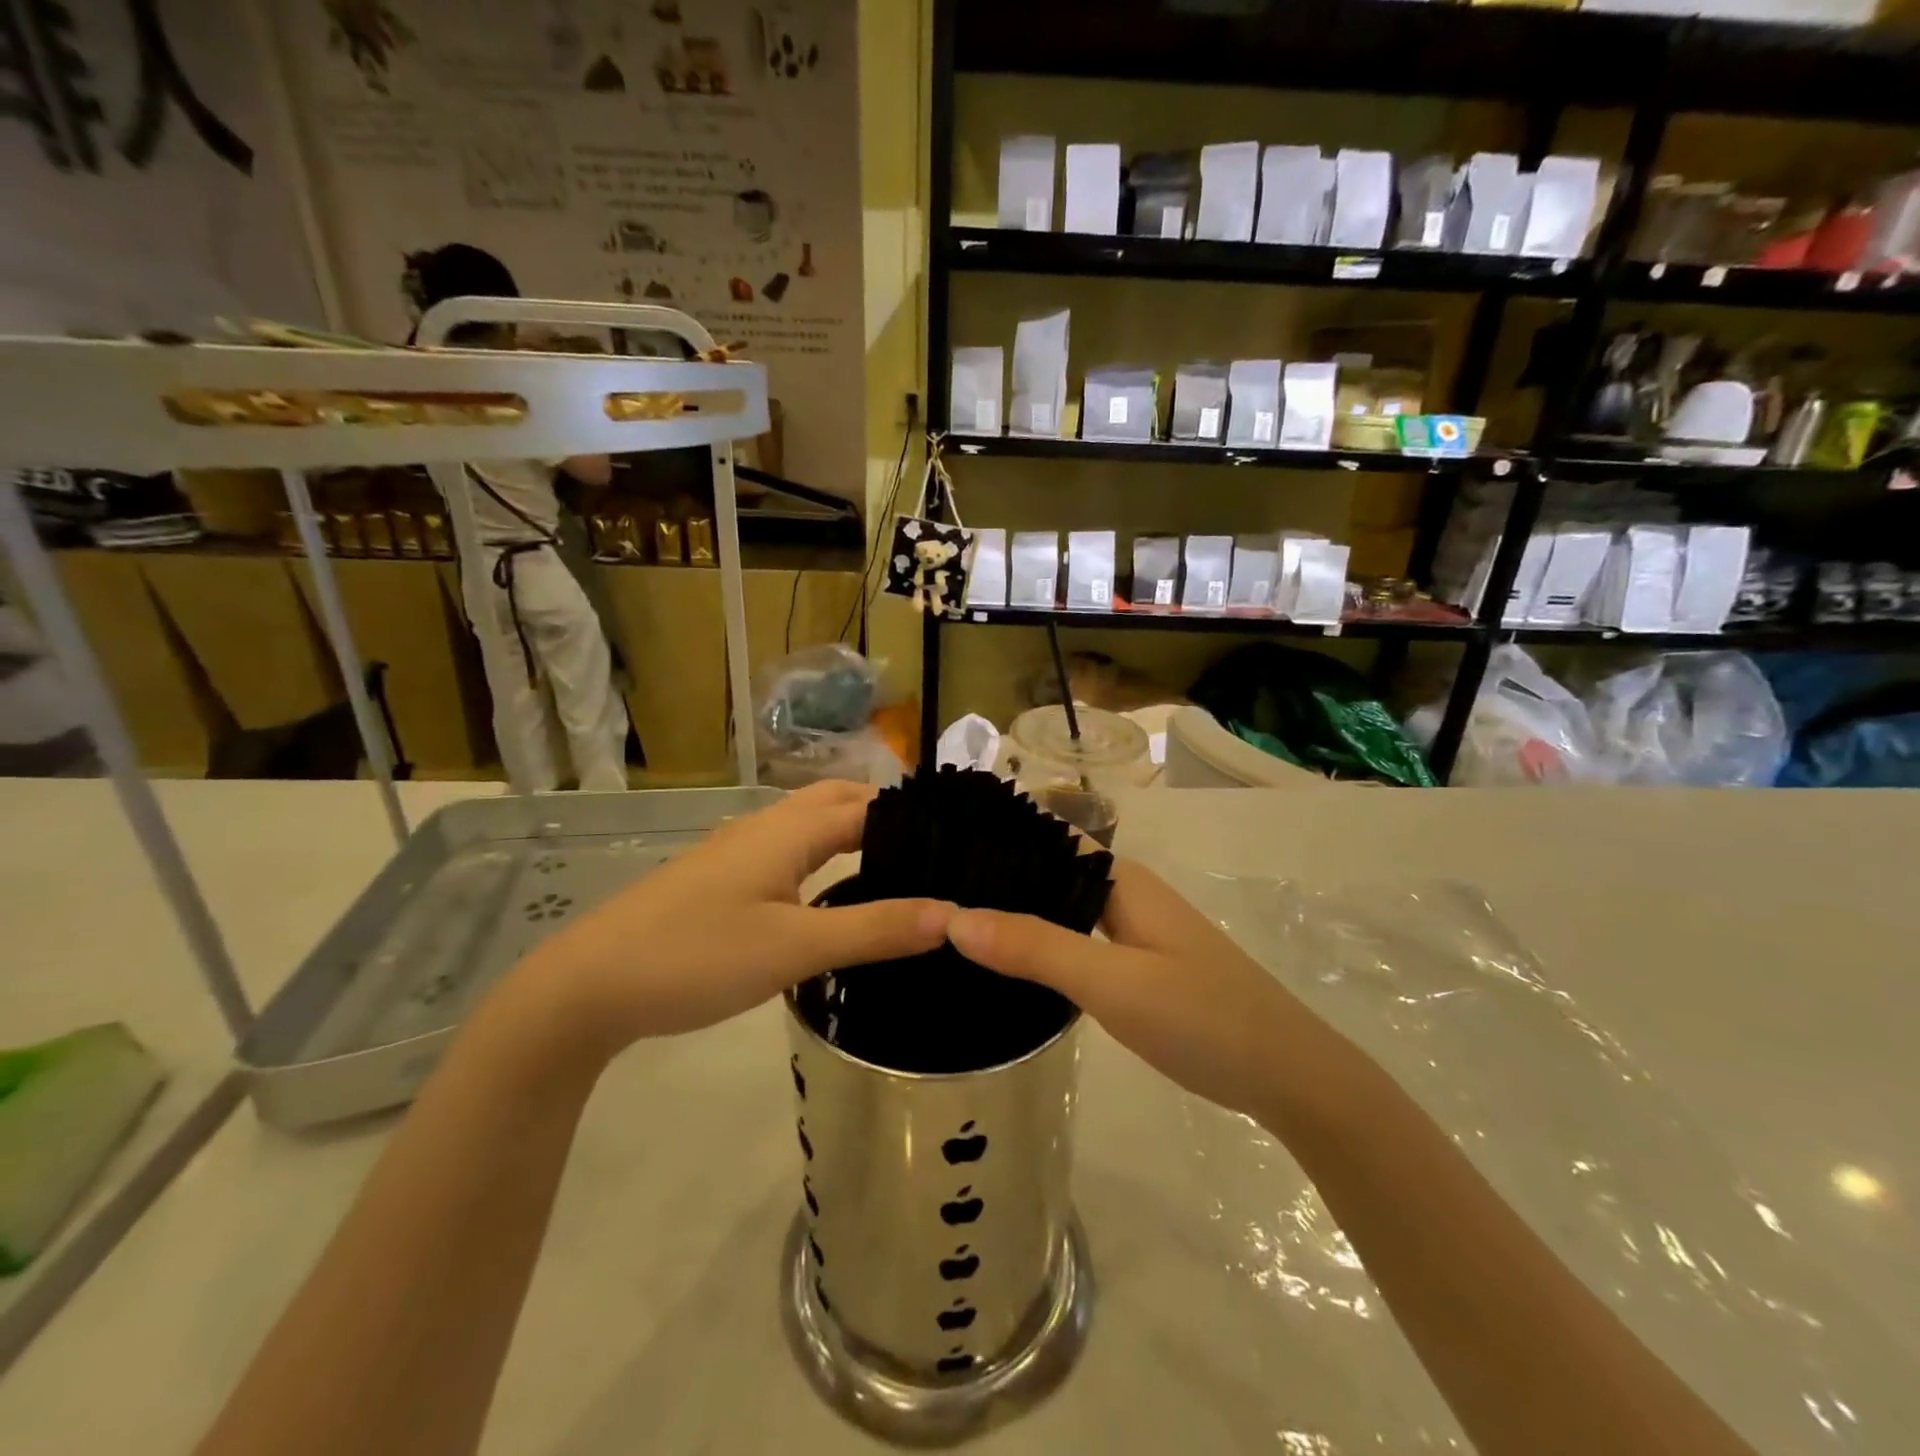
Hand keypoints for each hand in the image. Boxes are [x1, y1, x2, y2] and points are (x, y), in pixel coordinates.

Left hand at [517, 782, 954, 1054]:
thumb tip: (951, 914)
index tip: (960, 838)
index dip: (914, 816)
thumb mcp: (795, 948)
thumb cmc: (697, 956)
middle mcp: (766, 827)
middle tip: (934, 849)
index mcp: (789, 830)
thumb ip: (874, 929)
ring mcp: (739, 851)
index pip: (868, 804)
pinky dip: (825, 855)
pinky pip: (789, 850)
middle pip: (838, 800)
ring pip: (810, 824)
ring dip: (854, 831)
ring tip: (898, 865)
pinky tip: (834, 892)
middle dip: (886, 813)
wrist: (590, 986)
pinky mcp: (723, 877)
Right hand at [947, 860, 1308, 1118]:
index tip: (934, 849)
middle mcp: (1124, 894)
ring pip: (1061, 908)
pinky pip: (1076, 940)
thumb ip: (1034, 948)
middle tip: (928, 893)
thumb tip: (952, 917)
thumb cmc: (1201, 1016)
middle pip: (1048, 872)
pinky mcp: (1139, 966)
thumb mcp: (1111, 982)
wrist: (1288, 1076)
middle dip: (996, 878)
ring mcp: (1134, 931)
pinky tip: (1009, 964)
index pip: (1044, 838)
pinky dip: (1041, 943)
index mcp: (1119, 880)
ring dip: (1017, 912)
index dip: (995, 838)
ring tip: (952, 923)